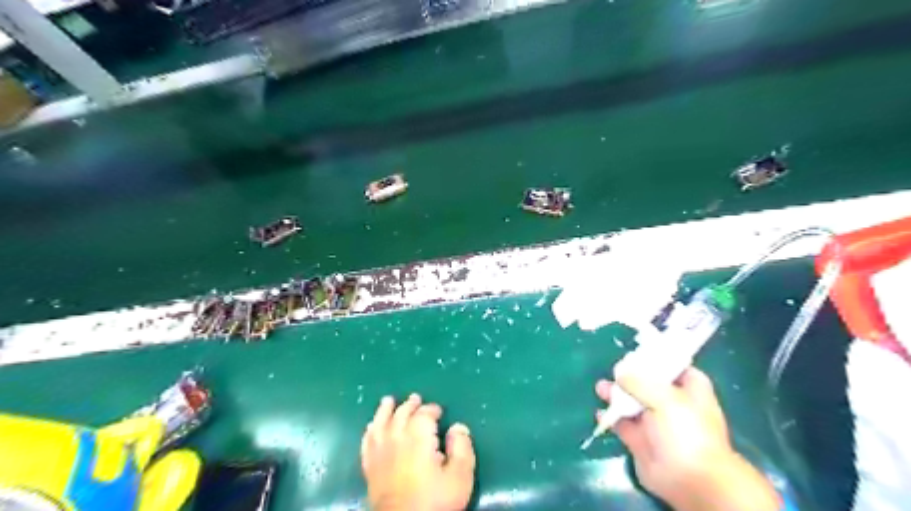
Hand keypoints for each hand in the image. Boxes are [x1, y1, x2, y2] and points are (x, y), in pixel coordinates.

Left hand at [361, 395, 476, 510]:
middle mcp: (397, 439)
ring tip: (388, 401)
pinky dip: (368, 431)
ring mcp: (380, 453)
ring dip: (385, 410)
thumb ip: (462, 448)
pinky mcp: (370, 468)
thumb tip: (458, 427)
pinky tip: (370, 427)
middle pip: (402, 414)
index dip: (431, 409)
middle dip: (410, 405)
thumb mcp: (460, 476)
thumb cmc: (436, 502)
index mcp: (419, 437)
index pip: (424, 414)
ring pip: (380, 423)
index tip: (439, 411)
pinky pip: (366, 442)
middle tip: (415, 398)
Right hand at [599, 363, 782, 510]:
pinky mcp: (640, 440)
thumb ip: (640, 381)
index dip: (658, 358)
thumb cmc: (686, 432)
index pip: (675, 367)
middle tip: (614, 369)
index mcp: (690, 390)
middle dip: (630, 376)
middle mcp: (672, 404)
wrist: (690, 480)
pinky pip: (622, 424)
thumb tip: (620, 371)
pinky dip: (611, 417)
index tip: (637, 351)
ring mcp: (656, 423)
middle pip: (648, 383)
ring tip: (601, 388)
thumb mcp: (665, 398)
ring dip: (617, 394)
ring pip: (633, 402)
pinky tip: (601, 412)